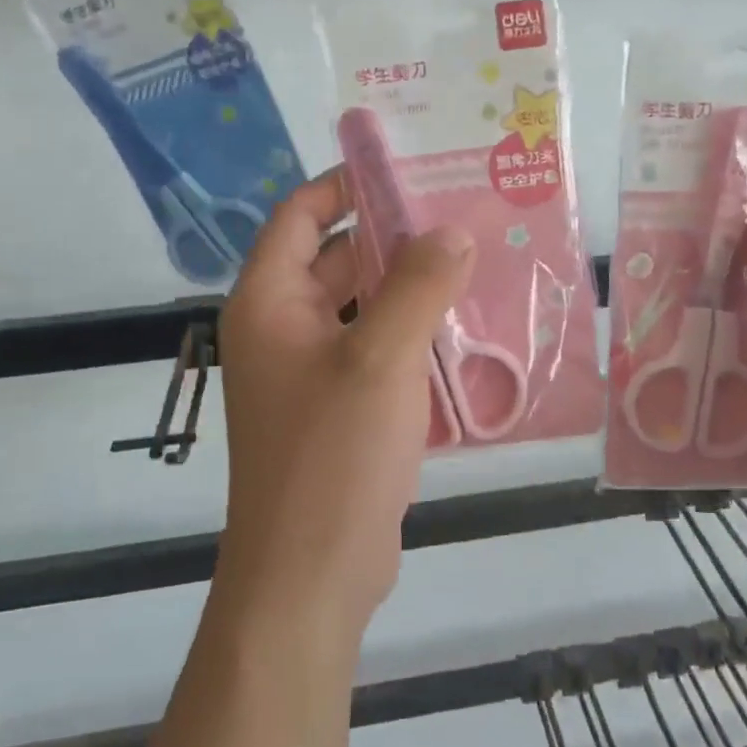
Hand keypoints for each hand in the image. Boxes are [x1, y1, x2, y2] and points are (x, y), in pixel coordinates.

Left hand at [217, 170, 476, 633]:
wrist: (310, 576)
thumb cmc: (333, 457)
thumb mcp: (381, 360)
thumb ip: (419, 286)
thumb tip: (451, 231)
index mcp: (269, 302)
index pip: (301, 216)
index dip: (346, 185)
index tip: (408, 170)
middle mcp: (282, 330)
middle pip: (337, 260)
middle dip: (394, 237)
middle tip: (463, 216)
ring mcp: (309, 373)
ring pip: (362, 309)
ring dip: (410, 289)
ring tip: (477, 264)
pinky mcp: (338, 410)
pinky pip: (375, 352)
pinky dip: (412, 336)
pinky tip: (466, 330)